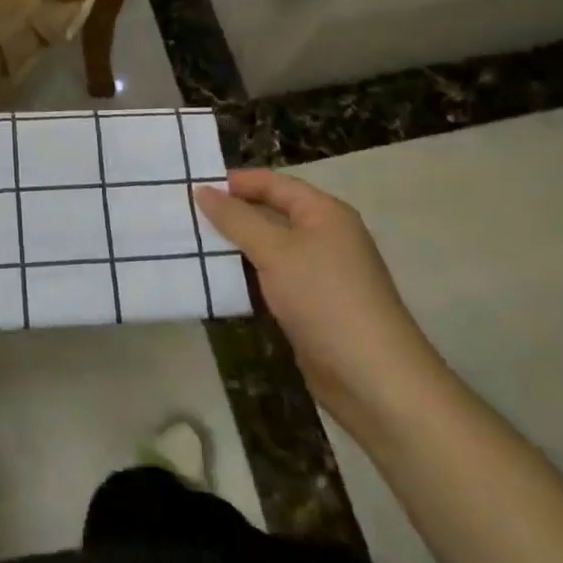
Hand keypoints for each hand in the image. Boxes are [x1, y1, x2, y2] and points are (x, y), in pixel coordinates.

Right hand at [194, 170, 446, 435]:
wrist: (375, 381)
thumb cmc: (325, 299)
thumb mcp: (275, 252)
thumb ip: (236, 219)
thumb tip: (203, 191)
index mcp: (324, 213)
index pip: (274, 183)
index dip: (236, 182)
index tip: (195, 188)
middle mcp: (325, 237)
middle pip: (271, 214)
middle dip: (232, 215)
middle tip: (187, 217)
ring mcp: (321, 274)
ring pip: (269, 249)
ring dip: (236, 249)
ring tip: (193, 246)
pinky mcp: (313, 307)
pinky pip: (273, 280)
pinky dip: (248, 278)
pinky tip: (219, 283)